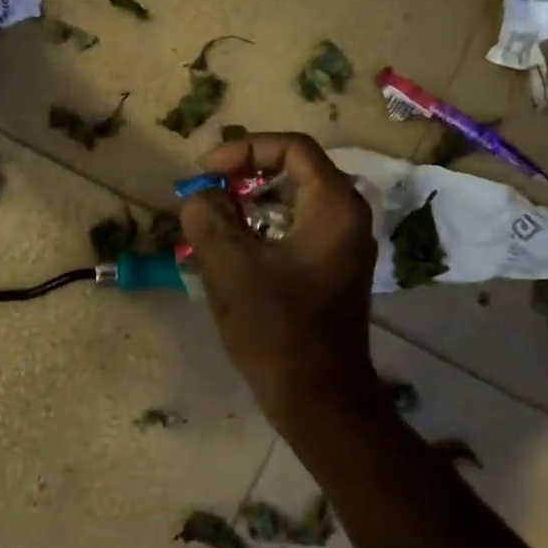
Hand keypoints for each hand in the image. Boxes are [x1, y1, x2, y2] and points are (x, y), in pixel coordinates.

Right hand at [180, 133, 380, 428]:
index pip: (292, 148)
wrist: (319, 399)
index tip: (204, 171)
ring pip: (293, 202)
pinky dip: (262, 229)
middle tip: (205, 191)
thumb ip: (207, 219)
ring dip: (249, 204)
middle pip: (294, 171)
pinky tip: (231, 251)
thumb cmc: (277, 329)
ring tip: (210, 220)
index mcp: (333, 206)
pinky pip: (296, 230)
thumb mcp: (230, 267)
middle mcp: (348, 217)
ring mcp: (343, 246)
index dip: (243, 149)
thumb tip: (198, 198)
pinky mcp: (333, 271)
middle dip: (243, 175)